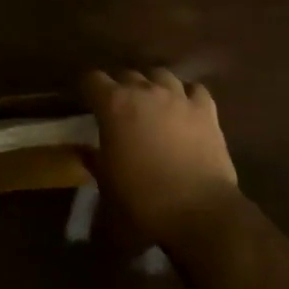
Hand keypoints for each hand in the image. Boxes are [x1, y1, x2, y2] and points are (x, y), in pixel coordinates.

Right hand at [82, 69, 239, 246]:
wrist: (198, 213)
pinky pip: (194, 89)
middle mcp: (145, 90)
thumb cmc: (142, 199)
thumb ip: (92, 159)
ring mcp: (178, 97)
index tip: (87, 103)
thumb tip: (82, 150)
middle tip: (120, 110)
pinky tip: (184, 107)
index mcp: (115, 104)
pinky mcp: (206, 110)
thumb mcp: (107, 182)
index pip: (93, 79)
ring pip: (161, 75)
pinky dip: (186, 95)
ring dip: (153, 85)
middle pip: (127, 74)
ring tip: (152, 103)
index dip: (88, 89)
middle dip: (120, 88)